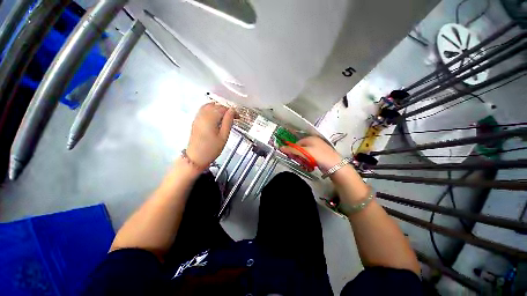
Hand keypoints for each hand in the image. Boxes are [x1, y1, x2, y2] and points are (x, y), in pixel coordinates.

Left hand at [186, 103, 235, 167]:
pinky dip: (211, 110)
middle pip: (216, 106)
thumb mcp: (224, 136)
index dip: (232, 111)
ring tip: (225, 117)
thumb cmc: (211, 149)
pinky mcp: (195, 121)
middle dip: (226, 109)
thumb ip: (228, 122)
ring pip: (209, 106)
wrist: (196, 157)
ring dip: (218, 109)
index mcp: (210, 118)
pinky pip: (203, 110)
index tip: (238, 117)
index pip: (223, 109)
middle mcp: (202, 115)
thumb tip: (232, 111)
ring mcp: (197, 118)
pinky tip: (216, 117)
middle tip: (233, 117)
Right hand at [279, 136, 341, 171]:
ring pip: (305, 153)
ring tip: (305, 164)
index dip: (293, 150)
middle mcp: (314, 141)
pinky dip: (308, 161)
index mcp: (311, 138)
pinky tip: (310, 165)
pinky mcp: (320, 155)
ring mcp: (318, 148)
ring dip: (303, 159)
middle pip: (301, 148)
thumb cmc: (320, 156)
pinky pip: (310, 157)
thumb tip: (281, 148)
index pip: (297, 143)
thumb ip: (293, 150)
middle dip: (298, 155)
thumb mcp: (305, 152)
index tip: (292, 157)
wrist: (336, 166)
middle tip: (299, 161)